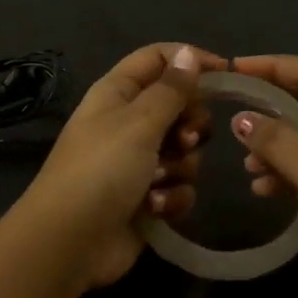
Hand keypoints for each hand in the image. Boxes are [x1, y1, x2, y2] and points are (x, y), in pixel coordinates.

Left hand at [19, 43, 224, 289]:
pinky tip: (155, 208)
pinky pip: (179, 186)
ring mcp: (137, 162)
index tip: (227, 74)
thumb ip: (171, 90)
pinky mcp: (147, 197)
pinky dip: (172, 196)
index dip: (190, 60)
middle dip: (190, 124)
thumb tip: (188, 54)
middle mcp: (127, 122)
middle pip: (179, 106)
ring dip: (179, 167)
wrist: (70, 243)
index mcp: (117, 93)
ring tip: (159, 181)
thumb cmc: (101, 170)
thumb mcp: (139, 123)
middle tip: (184, 140)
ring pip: (183, 151)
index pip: (158, 58)